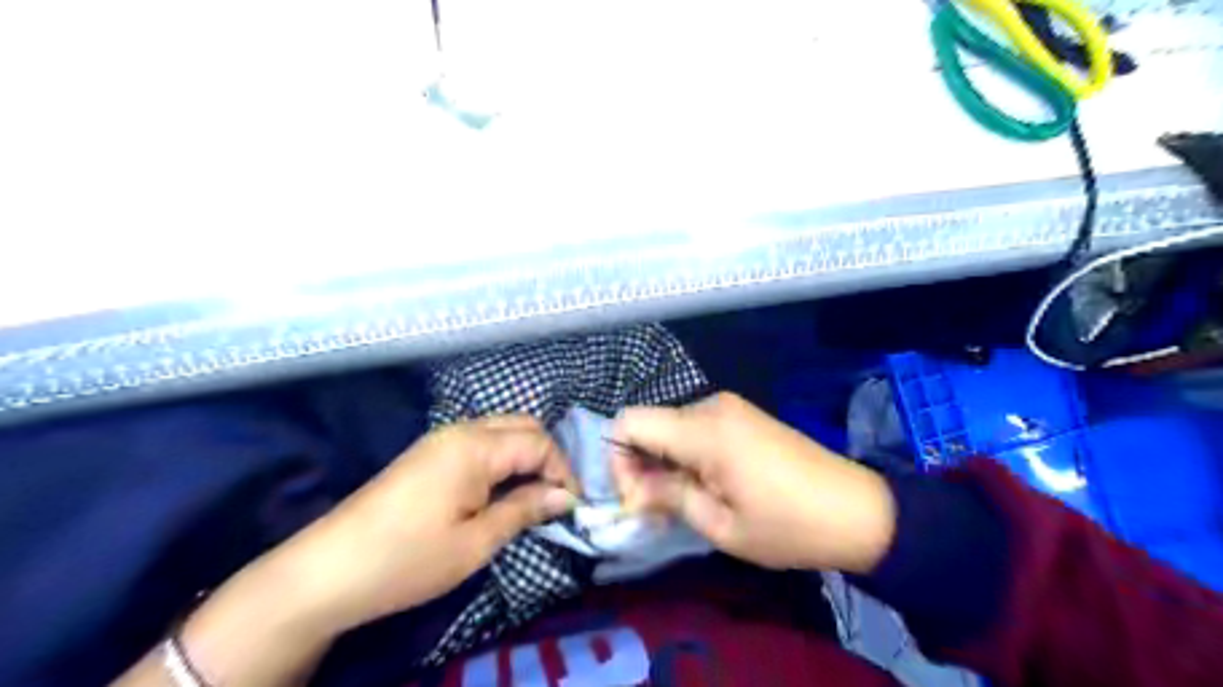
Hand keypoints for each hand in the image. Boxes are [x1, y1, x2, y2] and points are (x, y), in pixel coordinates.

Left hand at [285, 414, 577, 634]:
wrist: (327, 571)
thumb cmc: (408, 559)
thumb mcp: (476, 543)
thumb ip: (525, 510)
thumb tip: (566, 497)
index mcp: (475, 446)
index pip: (539, 443)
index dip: (563, 472)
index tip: (573, 506)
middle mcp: (461, 430)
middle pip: (522, 426)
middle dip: (547, 457)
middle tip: (555, 497)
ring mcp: (441, 439)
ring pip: (501, 430)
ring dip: (525, 455)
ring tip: (533, 495)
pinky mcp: (427, 453)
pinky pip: (479, 441)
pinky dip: (501, 458)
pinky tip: (500, 489)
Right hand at [616, 393, 895, 573]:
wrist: (857, 510)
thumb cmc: (789, 525)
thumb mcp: (721, 524)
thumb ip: (667, 497)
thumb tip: (630, 491)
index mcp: (704, 429)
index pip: (629, 422)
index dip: (617, 460)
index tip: (636, 499)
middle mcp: (711, 406)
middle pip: (648, 424)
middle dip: (639, 465)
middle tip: (656, 510)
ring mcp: (729, 408)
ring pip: (670, 427)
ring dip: (663, 462)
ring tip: (682, 503)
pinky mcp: (741, 416)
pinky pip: (694, 429)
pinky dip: (685, 455)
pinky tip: (703, 485)